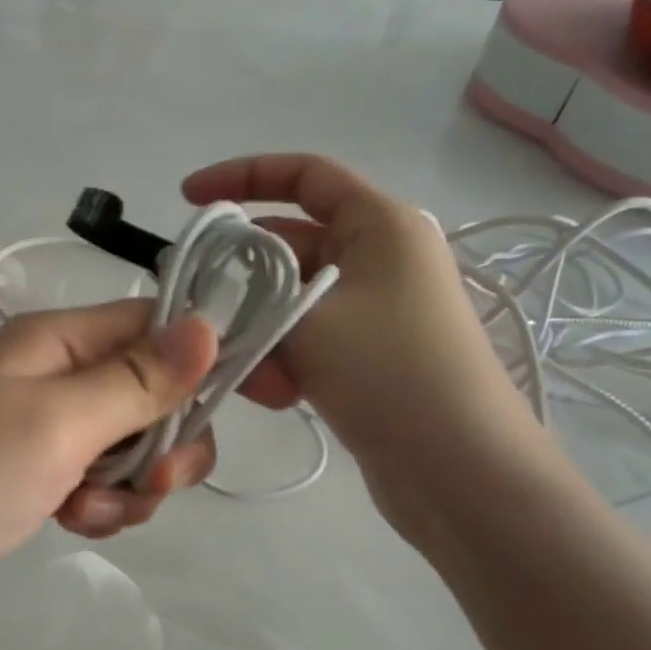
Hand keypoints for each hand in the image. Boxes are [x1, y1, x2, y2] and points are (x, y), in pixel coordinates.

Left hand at [0, 301, 217, 647]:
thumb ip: (137, 380)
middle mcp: (52, 373)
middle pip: (150, 390)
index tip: (223, 411)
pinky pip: (97, 482)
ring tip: (90, 512)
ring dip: (132, 485)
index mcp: (56, 339)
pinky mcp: (32, 478)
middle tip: (149, 482)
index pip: (152, 323)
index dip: (194, 360)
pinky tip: (73, 525)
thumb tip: (210, 324)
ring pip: (129, 445)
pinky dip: (101, 506)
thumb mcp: (57, 423)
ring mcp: (40, 428)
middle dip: (164, 441)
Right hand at [185, 155, 548, 538]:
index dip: (241, 175)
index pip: (303, 174)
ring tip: (249, 372)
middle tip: (195, 304)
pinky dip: (283, 354)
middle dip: (240, 275)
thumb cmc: (390, 374)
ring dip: (260, 328)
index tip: (188, 200)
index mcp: (380, 224)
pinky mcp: (372, 352)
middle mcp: (382, 256)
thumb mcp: (306, 322)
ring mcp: (379, 307)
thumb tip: (213, 296)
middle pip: (290, 243)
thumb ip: (249, 297)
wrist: (463, 475)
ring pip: (292, 298)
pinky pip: (310, 335)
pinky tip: (275, 393)